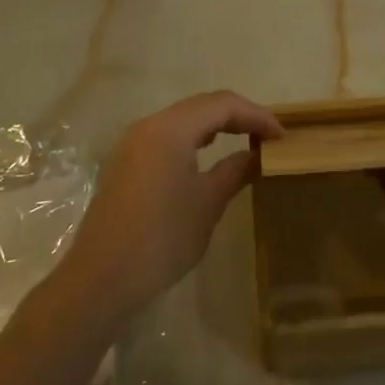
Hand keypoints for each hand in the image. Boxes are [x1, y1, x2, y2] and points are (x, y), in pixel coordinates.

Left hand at [62, 91, 283, 322]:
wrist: (102, 279)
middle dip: (238, 115)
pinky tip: (209, 153)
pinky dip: (195, 137)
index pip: (222, 105)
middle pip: (202, 105)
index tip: (283, 136)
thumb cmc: (162, 238)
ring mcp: (134, 143)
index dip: (256, 115)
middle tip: (268, 135)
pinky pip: (168, 135)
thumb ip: (236, 171)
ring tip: (246, 140)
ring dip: (216, 124)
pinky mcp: (127, 162)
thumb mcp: (207, 203)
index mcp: (170, 128)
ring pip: (184, 119)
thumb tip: (257, 155)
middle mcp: (149, 125)